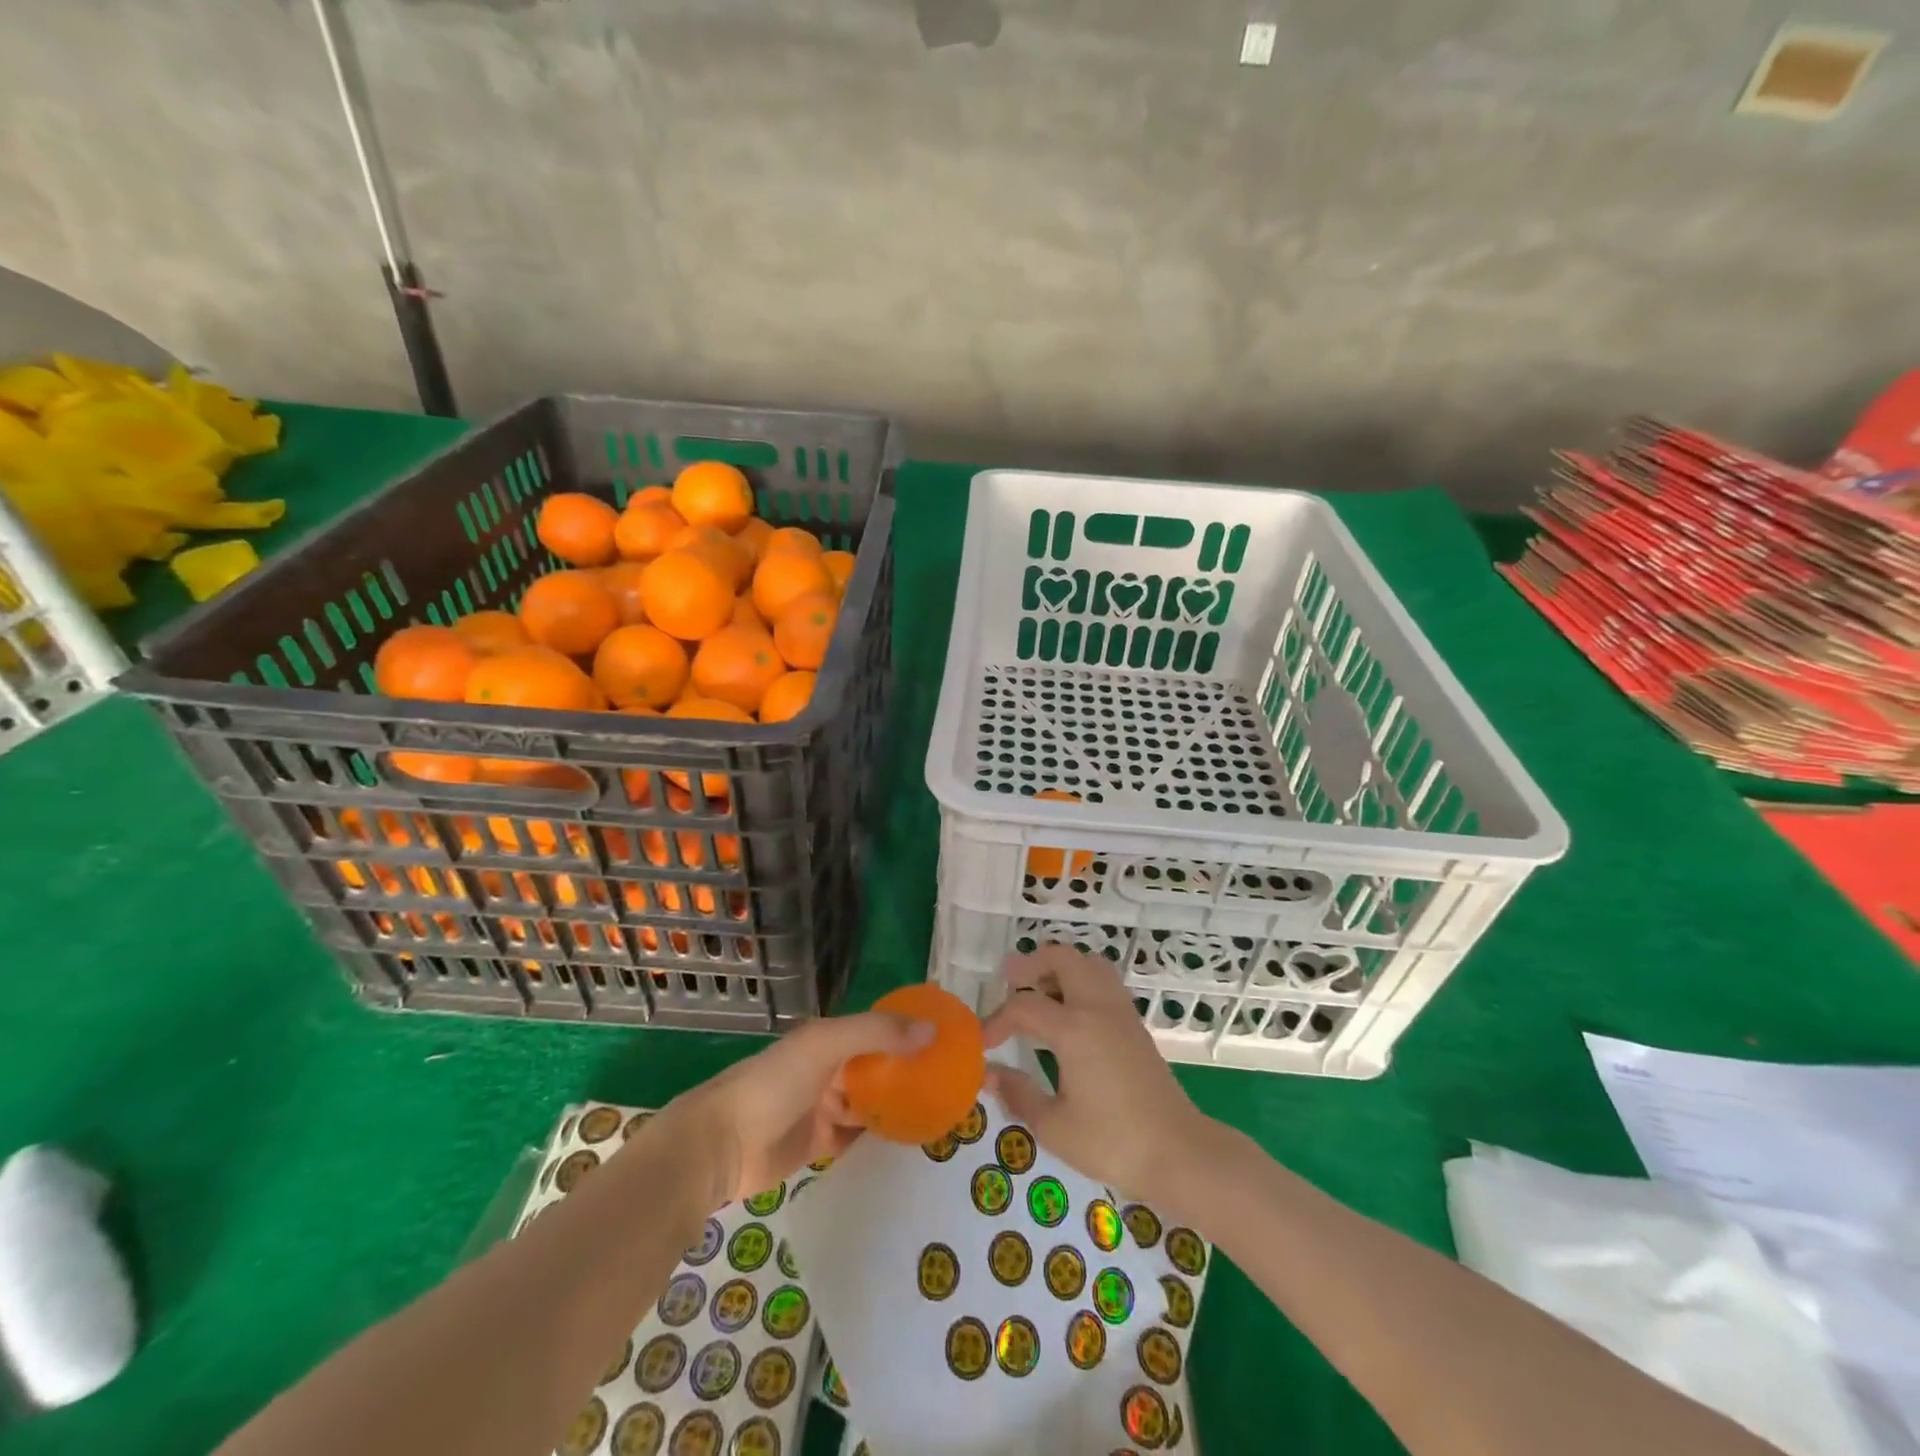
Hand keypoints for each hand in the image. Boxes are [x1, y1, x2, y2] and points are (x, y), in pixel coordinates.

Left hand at [667, 1009, 933, 1207]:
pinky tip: (912, 1143)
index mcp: (832, 1038)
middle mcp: (832, 1068)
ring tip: (943, 1112)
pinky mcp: (820, 1146)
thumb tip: (934, 1030)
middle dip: (912, 1072)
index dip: (913, 1030)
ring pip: (873, 1102)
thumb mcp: (827, 1045)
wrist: (719, 1145)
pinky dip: (882, 1138)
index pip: (882, 1028)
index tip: (951, 1039)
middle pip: (881, 1067)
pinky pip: (859, 1138)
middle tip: (955, 1083)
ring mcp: (825, 1107)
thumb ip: (879, 1034)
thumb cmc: (774, 1083)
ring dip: (900, 1106)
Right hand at [981, 945, 1206, 1199]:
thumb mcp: (1055, 1127)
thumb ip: (1018, 1094)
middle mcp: (1098, 1008)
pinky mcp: (1135, 1023)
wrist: (1179, 1152)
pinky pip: (1103, 981)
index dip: (997, 1020)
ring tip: (1038, 989)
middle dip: (1031, 964)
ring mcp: (1121, 1012)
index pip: (1024, 1007)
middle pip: (1062, 958)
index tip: (983, 1043)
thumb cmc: (1113, 1143)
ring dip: (1059, 966)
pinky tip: (1069, 1010)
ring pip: (1088, 963)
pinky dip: (1080, 979)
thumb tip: (989, 1075)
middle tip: (1008, 981)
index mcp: (1074, 1029)